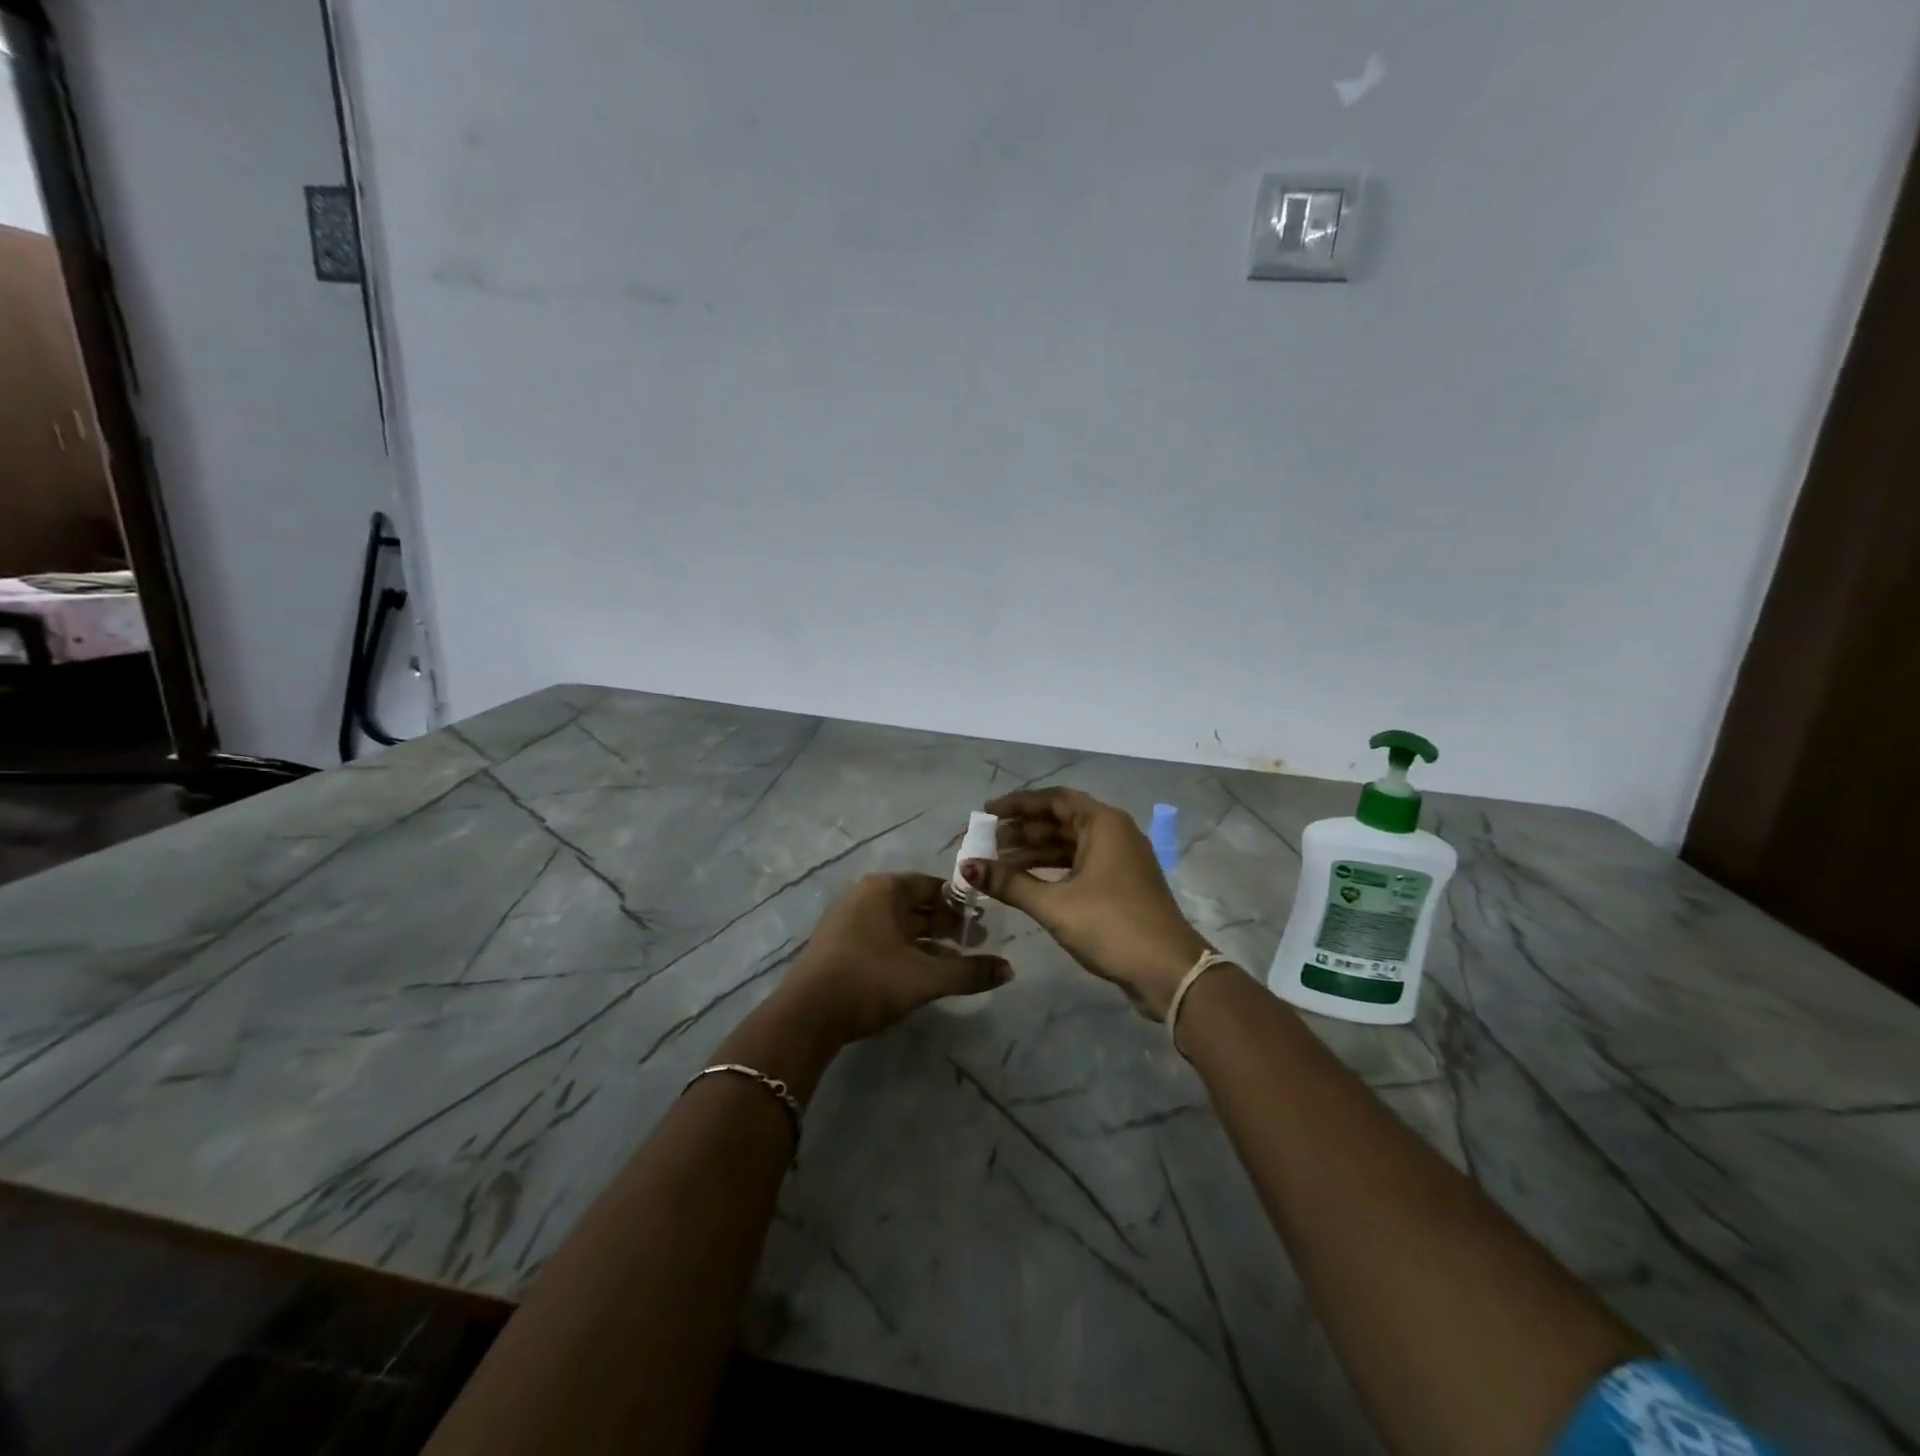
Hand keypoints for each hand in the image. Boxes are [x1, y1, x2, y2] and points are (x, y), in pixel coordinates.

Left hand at [767, 873, 1012, 1045]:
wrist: (807, 1016)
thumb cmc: (870, 981)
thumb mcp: (926, 977)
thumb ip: (970, 972)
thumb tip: (1009, 970)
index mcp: (885, 889)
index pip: (933, 887)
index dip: (961, 906)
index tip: (983, 927)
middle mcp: (865, 896)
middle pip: (916, 905)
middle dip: (947, 925)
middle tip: (975, 946)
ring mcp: (848, 921)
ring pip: (899, 926)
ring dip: (928, 943)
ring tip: (955, 964)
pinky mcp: (839, 946)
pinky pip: (882, 940)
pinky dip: (906, 953)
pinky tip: (922, 976)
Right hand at [965, 789, 1211, 1018]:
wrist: (1168, 971)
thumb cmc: (1111, 925)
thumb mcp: (1054, 904)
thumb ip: (1009, 883)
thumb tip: (967, 866)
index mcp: (1104, 823)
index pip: (1054, 800)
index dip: (1018, 804)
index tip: (987, 812)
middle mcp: (1114, 833)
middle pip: (1061, 821)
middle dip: (1022, 831)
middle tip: (986, 843)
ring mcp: (1120, 860)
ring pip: (1070, 846)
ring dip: (1035, 853)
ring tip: (997, 865)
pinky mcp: (1121, 885)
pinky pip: (1079, 865)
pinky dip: (1052, 870)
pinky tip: (1026, 883)